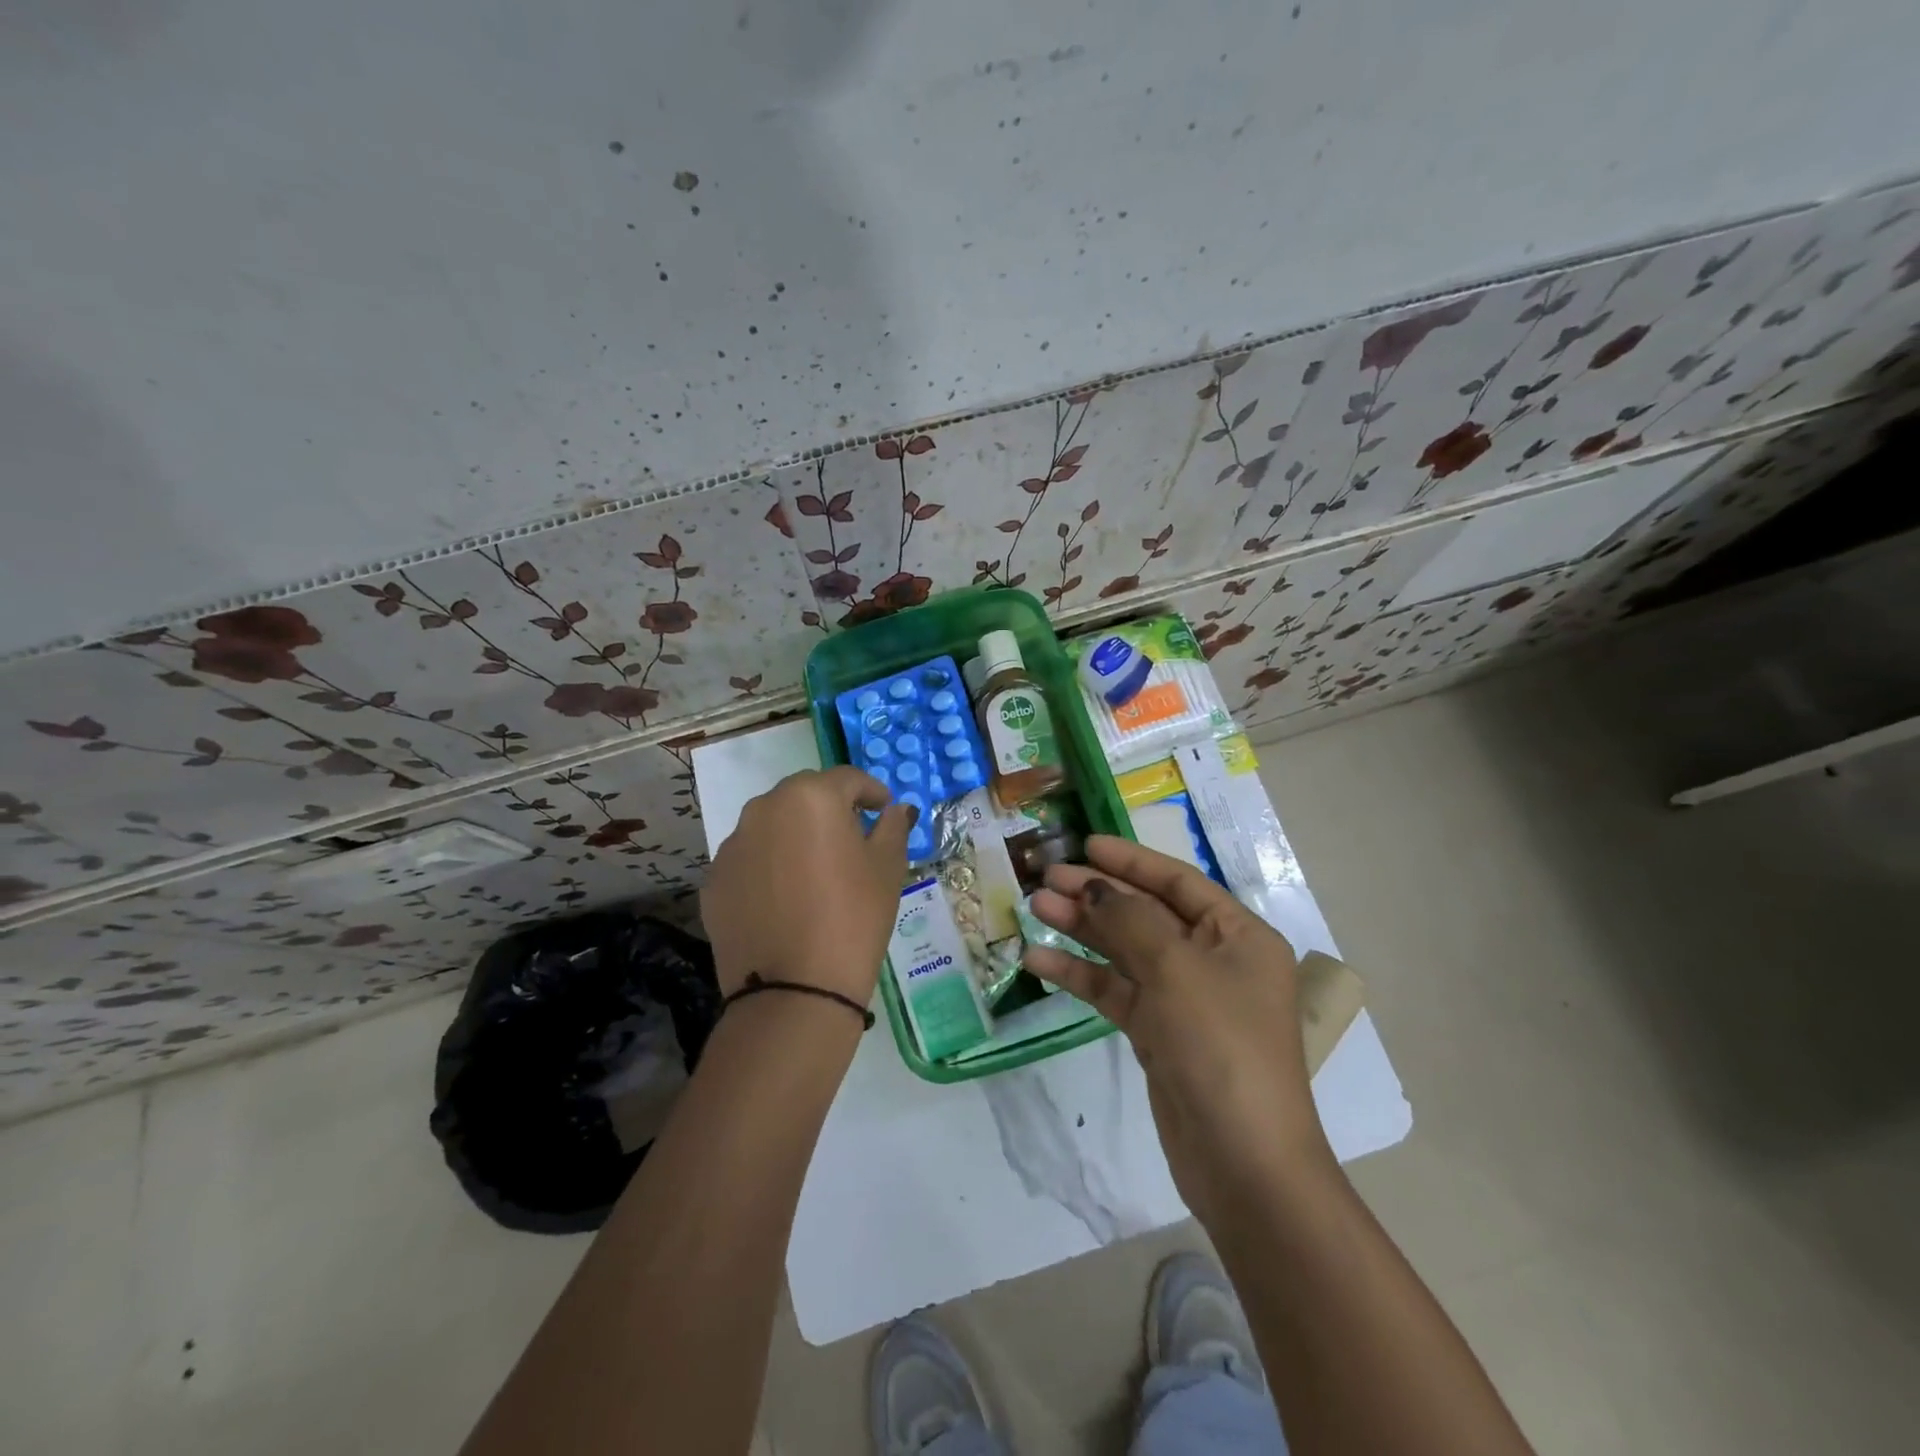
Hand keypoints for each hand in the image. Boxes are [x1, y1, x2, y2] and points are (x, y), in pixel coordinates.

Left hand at [701, 766, 914, 1004]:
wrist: (794, 990)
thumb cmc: (853, 918)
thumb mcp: (887, 869)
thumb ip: (893, 828)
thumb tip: (897, 809)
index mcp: (811, 797)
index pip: (847, 778)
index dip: (871, 791)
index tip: (884, 809)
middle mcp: (764, 808)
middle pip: (804, 795)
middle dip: (829, 808)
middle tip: (852, 837)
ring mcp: (732, 845)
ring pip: (771, 825)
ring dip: (795, 835)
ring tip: (815, 869)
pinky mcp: (714, 880)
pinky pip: (750, 860)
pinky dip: (769, 866)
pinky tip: (785, 898)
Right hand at [1024, 835, 1331, 1226]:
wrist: (1243, 1163)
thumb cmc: (1220, 1046)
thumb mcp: (1176, 969)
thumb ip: (1130, 920)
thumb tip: (1094, 887)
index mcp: (1238, 935)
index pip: (1177, 882)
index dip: (1130, 861)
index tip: (1084, 846)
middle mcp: (1214, 960)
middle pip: (1146, 913)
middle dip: (1097, 895)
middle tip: (1045, 879)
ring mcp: (1185, 999)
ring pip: (1126, 951)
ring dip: (1083, 930)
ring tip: (1034, 909)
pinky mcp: (1160, 1034)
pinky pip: (1116, 991)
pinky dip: (1081, 975)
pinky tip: (1039, 962)